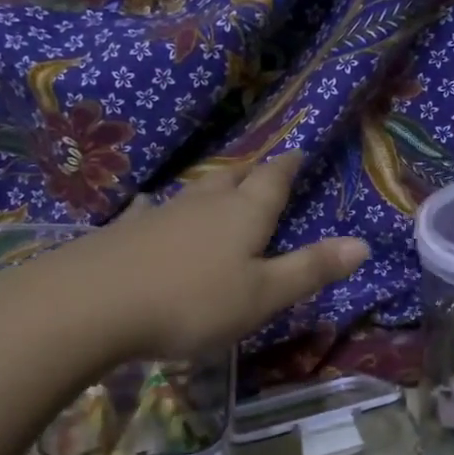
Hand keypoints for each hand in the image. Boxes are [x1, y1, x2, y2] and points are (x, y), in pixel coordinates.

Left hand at [51, 154, 367, 358]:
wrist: (90, 305)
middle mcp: (204, 204)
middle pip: (234, 177)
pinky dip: (161, 208)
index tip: (299, 149)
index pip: (273, 179)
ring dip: (212, 186)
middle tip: (265, 167)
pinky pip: (151, 210)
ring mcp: (160, 214)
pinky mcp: (124, 231)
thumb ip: (311, 269)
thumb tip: (363, 243)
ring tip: (221, 184)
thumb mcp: (263, 295)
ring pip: (194, 190)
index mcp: (243, 214)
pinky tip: (150, 207)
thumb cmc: (191, 302)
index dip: (289, 165)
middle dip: (253, 171)